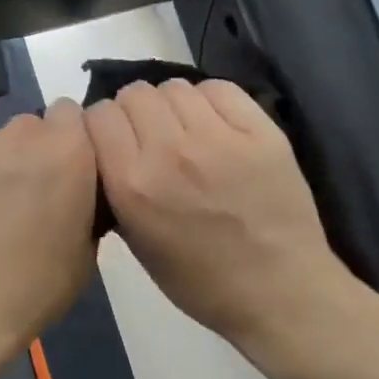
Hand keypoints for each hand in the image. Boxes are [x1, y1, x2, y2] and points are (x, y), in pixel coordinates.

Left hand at [0, 102, 97, 378]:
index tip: (57, 172)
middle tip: (15, 201)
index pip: (69, 114)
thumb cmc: (33, 290)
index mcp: (67, 150)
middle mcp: (18, 133)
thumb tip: (72, 190)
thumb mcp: (84, 251)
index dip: (64, 140)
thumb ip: (83, 201)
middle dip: (24, 156)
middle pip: (25, 129)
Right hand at [85, 79, 353, 378]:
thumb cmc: (200, 281)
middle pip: (135, 94)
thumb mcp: (136, 242)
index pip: (99, 116)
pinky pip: (218, 89)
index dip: (102, 125)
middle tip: (150, 136)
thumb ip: (114, 189)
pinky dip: (208, 100)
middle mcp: (169, 152)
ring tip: (184, 130)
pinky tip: (214, 125)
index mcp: (133, 185)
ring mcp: (217, 138)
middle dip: (134, 111)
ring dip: (171, 105)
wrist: (279, 292)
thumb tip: (106, 150)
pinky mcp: (260, 130)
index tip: (112, 140)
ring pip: (174, 86)